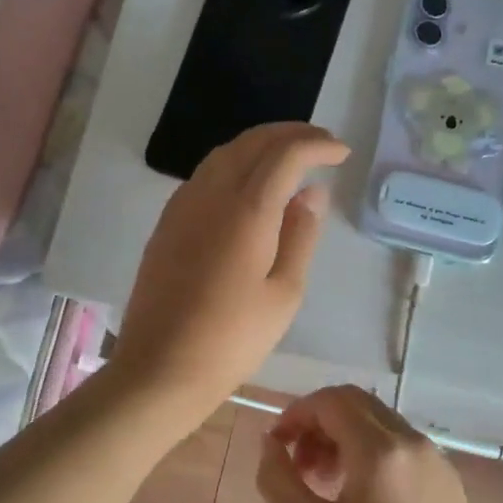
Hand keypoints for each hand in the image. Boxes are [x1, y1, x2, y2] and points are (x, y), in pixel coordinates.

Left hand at [111, 123, 348, 426]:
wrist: (160, 368)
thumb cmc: (232, 339)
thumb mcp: (284, 292)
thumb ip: (301, 235)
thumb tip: (313, 192)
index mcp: (246, 209)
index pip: (285, 153)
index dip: (317, 145)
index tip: (342, 152)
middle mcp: (210, 194)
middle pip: (252, 142)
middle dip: (290, 134)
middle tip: (321, 146)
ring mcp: (182, 206)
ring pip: (224, 153)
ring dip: (260, 146)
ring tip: (289, 160)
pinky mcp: (167, 223)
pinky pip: (204, 175)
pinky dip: (234, 165)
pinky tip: (249, 187)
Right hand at [257, 385, 491, 502]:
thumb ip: (277, 478)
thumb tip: (270, 443)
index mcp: (380, 449)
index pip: (330, 401)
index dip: (296, 414)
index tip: (278, 445)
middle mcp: (412, 440)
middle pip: (356, 403)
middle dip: (319, 423)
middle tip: (299, 463)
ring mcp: (436, 457)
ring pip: (379, 422)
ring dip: (344, 437)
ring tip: (325, 482)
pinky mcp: (448, 479)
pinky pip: (401, 446)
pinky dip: (372, 452)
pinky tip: (361, 497)